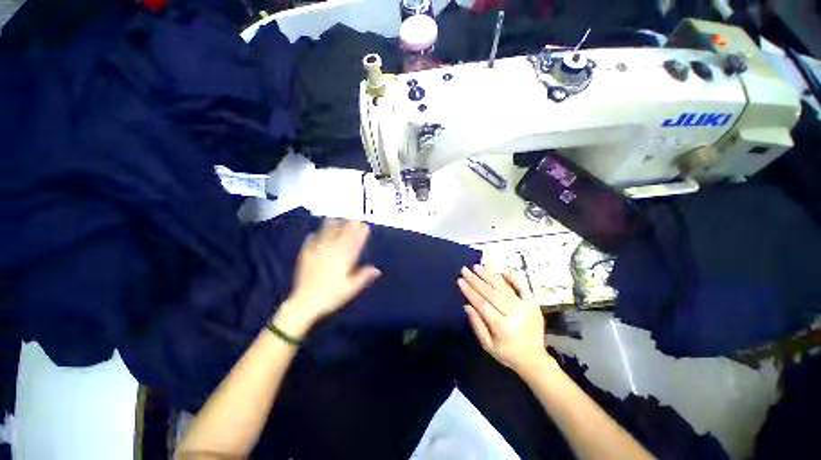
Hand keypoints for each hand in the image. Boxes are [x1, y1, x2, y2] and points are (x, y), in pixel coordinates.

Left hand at [275, 219, 380, 335]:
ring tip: (335, 219)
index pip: (354, 242)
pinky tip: (314, 233)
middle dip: (349, 225)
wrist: (305, 302)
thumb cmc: (331, 296)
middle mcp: (331, 252)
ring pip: (326, 234)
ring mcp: (318, 252)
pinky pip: (310, 242)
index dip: (360, 233)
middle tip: (353, 218)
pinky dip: (314, 236)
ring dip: (331, 226)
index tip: (365, 225)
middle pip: (341, 234)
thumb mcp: (351, 288)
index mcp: (344, 259)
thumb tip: (377, 270)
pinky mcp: (306, 255)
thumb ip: (364, 277)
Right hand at [458, 265, 548, 373]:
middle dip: (476, 280)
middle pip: (491, 293)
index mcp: (502, 327)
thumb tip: (467, 305)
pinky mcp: (533, 303)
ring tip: (477, 267)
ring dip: (489, 275)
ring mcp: (525, 307)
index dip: (470, 291)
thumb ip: (477, 325)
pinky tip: (500, 272)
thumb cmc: (507, 353)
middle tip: (465, 270)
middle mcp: (514, 313)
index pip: (482, 304)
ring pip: (503, 287)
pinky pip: (522, 286)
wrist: (534, 359)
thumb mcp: (487, 345)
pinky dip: (511, 278)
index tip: (460, 280)